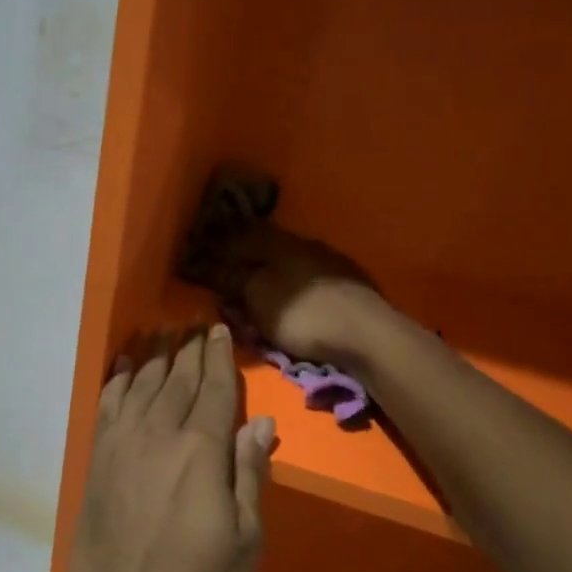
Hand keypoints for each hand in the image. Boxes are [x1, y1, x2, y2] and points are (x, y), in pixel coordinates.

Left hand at [59, 326, 275, 571]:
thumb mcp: (246, 540)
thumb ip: (250, 473)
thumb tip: (261, 422)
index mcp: (201, 451)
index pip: (214, 389)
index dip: (218, 357)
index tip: (218, 329)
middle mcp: (159, 434)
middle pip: (176, 379)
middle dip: (188, 348)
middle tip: (194, 323)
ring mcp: (122, 444)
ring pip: (140, 384)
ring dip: (153, 355)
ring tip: (162, 331)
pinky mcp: (97, 460)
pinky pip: (107, 405)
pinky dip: (115, 379)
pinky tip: (121, 364)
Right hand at [219, 224, 389, 366]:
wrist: (369, 335)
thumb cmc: (304, 314)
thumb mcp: (257, 295)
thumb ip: (231, 277)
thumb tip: (207, 261)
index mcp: (280, 242)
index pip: (242, 236)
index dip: (220, 245)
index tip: (203, 254)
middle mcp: (306, 245)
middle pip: (268, 248)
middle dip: (247, 259)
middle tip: (228, 273)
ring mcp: (332, 265)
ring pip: (292, 264)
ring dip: (273, 273)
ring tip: (259, 289)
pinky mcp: (350, 286)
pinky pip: (310, 281)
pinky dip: (294, 287)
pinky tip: (293, 299)